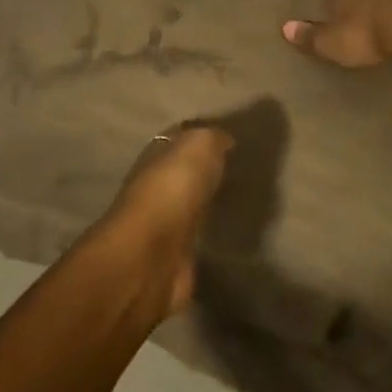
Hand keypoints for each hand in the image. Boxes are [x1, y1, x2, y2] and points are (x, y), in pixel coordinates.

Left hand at [100, 125, 234, 314]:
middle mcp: (155, 186)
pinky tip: (228, 230)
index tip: (229, 137)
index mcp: (156, 155)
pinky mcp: (174, 256)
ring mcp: (163, 223)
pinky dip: (208, 232)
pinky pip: (195, 236)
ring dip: (206, 201)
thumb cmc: (173, 188)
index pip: (178, 139)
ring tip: (240, 198)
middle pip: (183, 173)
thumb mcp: (199, 145)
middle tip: (239, 168)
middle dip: (205, 169)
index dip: (200, 135)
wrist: (152, 255)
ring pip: (189, 204)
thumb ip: (212, 139)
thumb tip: (224, 140)